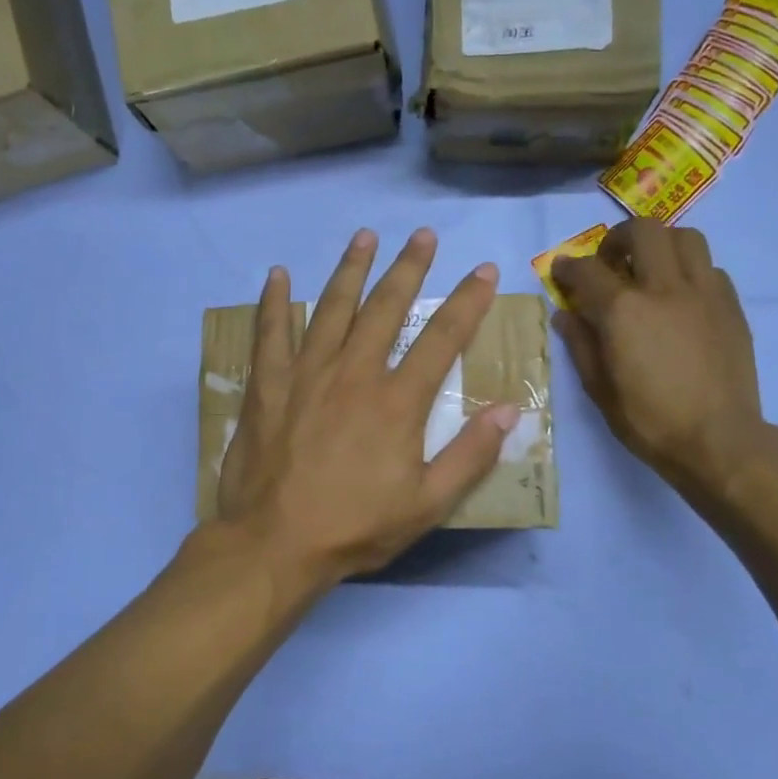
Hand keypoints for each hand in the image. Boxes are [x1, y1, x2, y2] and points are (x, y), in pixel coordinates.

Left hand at [217, 228, 519, 592]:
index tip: (483, 271)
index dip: (467, 302)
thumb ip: (470, 456)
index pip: (441, 339)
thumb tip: (510, 411)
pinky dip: (274, 303)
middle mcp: (354, 374)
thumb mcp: (427, 505)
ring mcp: (306, 375)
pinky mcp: (267, 386)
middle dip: (408, 268)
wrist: (275, 544)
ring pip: (332, 308)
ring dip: (351, 269)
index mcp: (397, 402)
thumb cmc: (355, 527)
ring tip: (365, 236)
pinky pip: (270, 334)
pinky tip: (278, 275)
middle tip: (423, 235)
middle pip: (385, 308)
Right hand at [552, 219, 772, 505]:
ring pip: (685, 237)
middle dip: (618, 238)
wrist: (718, 440)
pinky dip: (689, 271)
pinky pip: (710, 268)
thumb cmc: (649, 421)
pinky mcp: (731, 305)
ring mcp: (704, 292)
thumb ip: (581, 344)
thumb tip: (566, 315)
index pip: (587, 270)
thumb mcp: (599, 389)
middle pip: (643, 231)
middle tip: (610, 262)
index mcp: (623, 311)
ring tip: (650, 270)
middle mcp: (664, 288)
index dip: (568, 267)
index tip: (562, 272)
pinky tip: (680, 298)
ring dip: (660, 245)